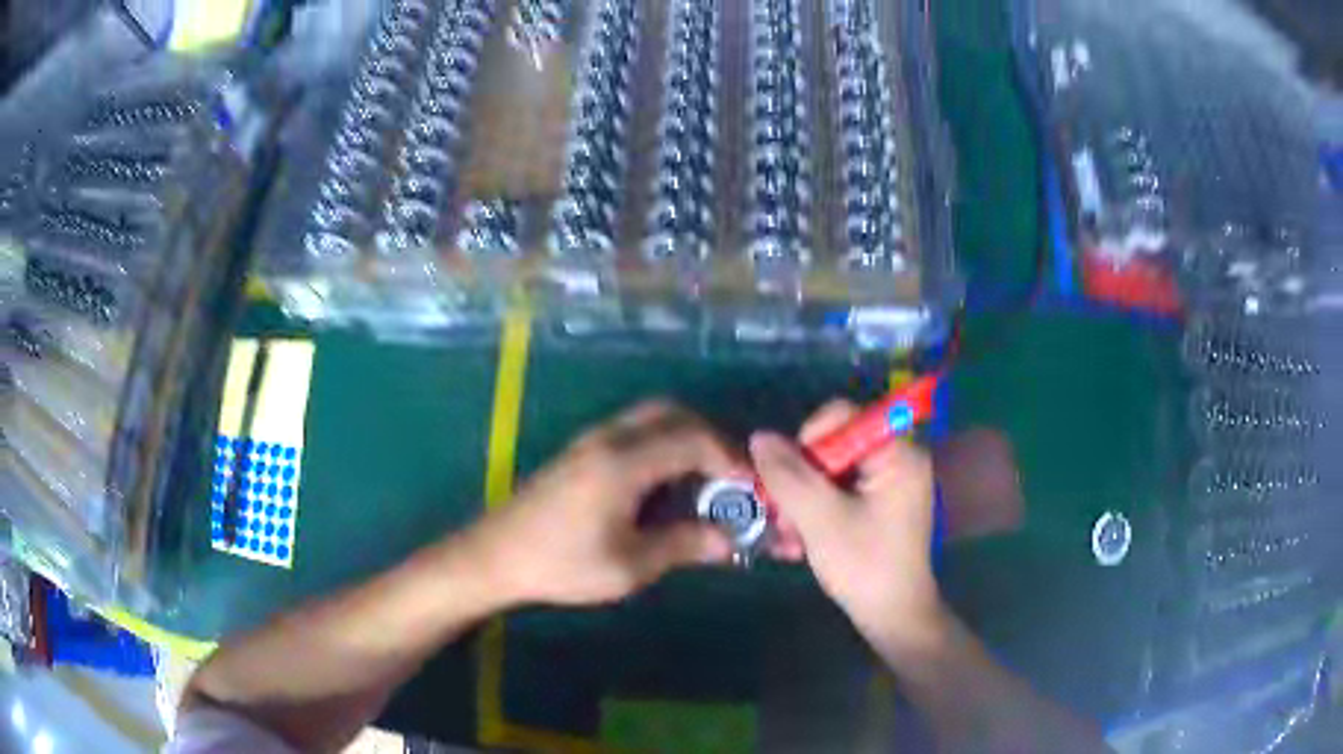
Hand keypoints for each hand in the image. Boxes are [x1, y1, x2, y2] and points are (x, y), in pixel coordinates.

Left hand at [465, 401, 738, 606]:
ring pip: (652, 418)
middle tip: (728, 478)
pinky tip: (665, 487)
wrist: (495, 556)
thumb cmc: (561, 565)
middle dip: (709, 438)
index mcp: (623, 462)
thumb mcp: (629, 565)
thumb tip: (728, 541)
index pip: (692, 439)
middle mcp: (609, 438)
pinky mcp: (581, 452)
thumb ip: (683, 545)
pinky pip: (634, 432)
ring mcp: (592, 441)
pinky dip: (662, 446)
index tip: (750, 488)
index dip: (729, 459)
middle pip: (672, 413)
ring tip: (703, 484)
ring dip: (685, 440)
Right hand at [751, 400, 945, 649]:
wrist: (893, 617)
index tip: (791, 479)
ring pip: (830, 471)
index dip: (808, 440)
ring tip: (788, 537)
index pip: (843, 415)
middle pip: (833, 444)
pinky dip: (815, 511)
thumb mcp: (820, 519)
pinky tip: (799, 542)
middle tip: (783, 516)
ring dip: (802, 500)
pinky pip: (838, 491)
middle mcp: (897, 458)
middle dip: (801, 480)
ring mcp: (888, 483)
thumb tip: (759, 437)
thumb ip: (788, 475)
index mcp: (897, 452)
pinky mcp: (878, 504)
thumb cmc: (865, 565)